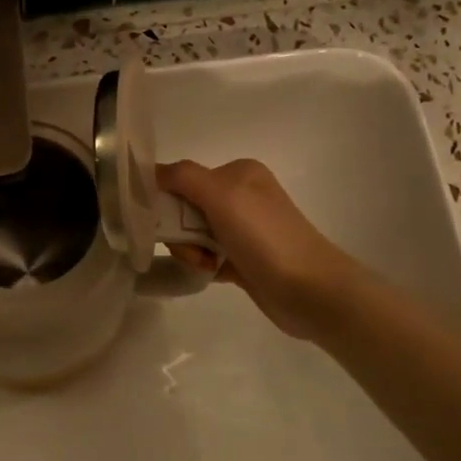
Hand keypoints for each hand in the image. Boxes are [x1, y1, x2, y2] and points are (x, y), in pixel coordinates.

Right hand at [156, 160, 362, 340]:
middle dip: (179, 230)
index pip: (184, 178)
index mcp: (238, 173)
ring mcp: (244, 230)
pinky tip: (211, 273)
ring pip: (193, 236)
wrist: (309, 290)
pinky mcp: (244, 259)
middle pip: (186, 208)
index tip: (163, 223)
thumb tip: (151, 171)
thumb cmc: (265, 236)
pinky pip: (206, 257)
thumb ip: (183, 176)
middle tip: (192, 249)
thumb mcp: (221, 194)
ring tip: (206, 264)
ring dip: (190, 250)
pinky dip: (202, 265)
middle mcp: (241, 197)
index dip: (167, 200)